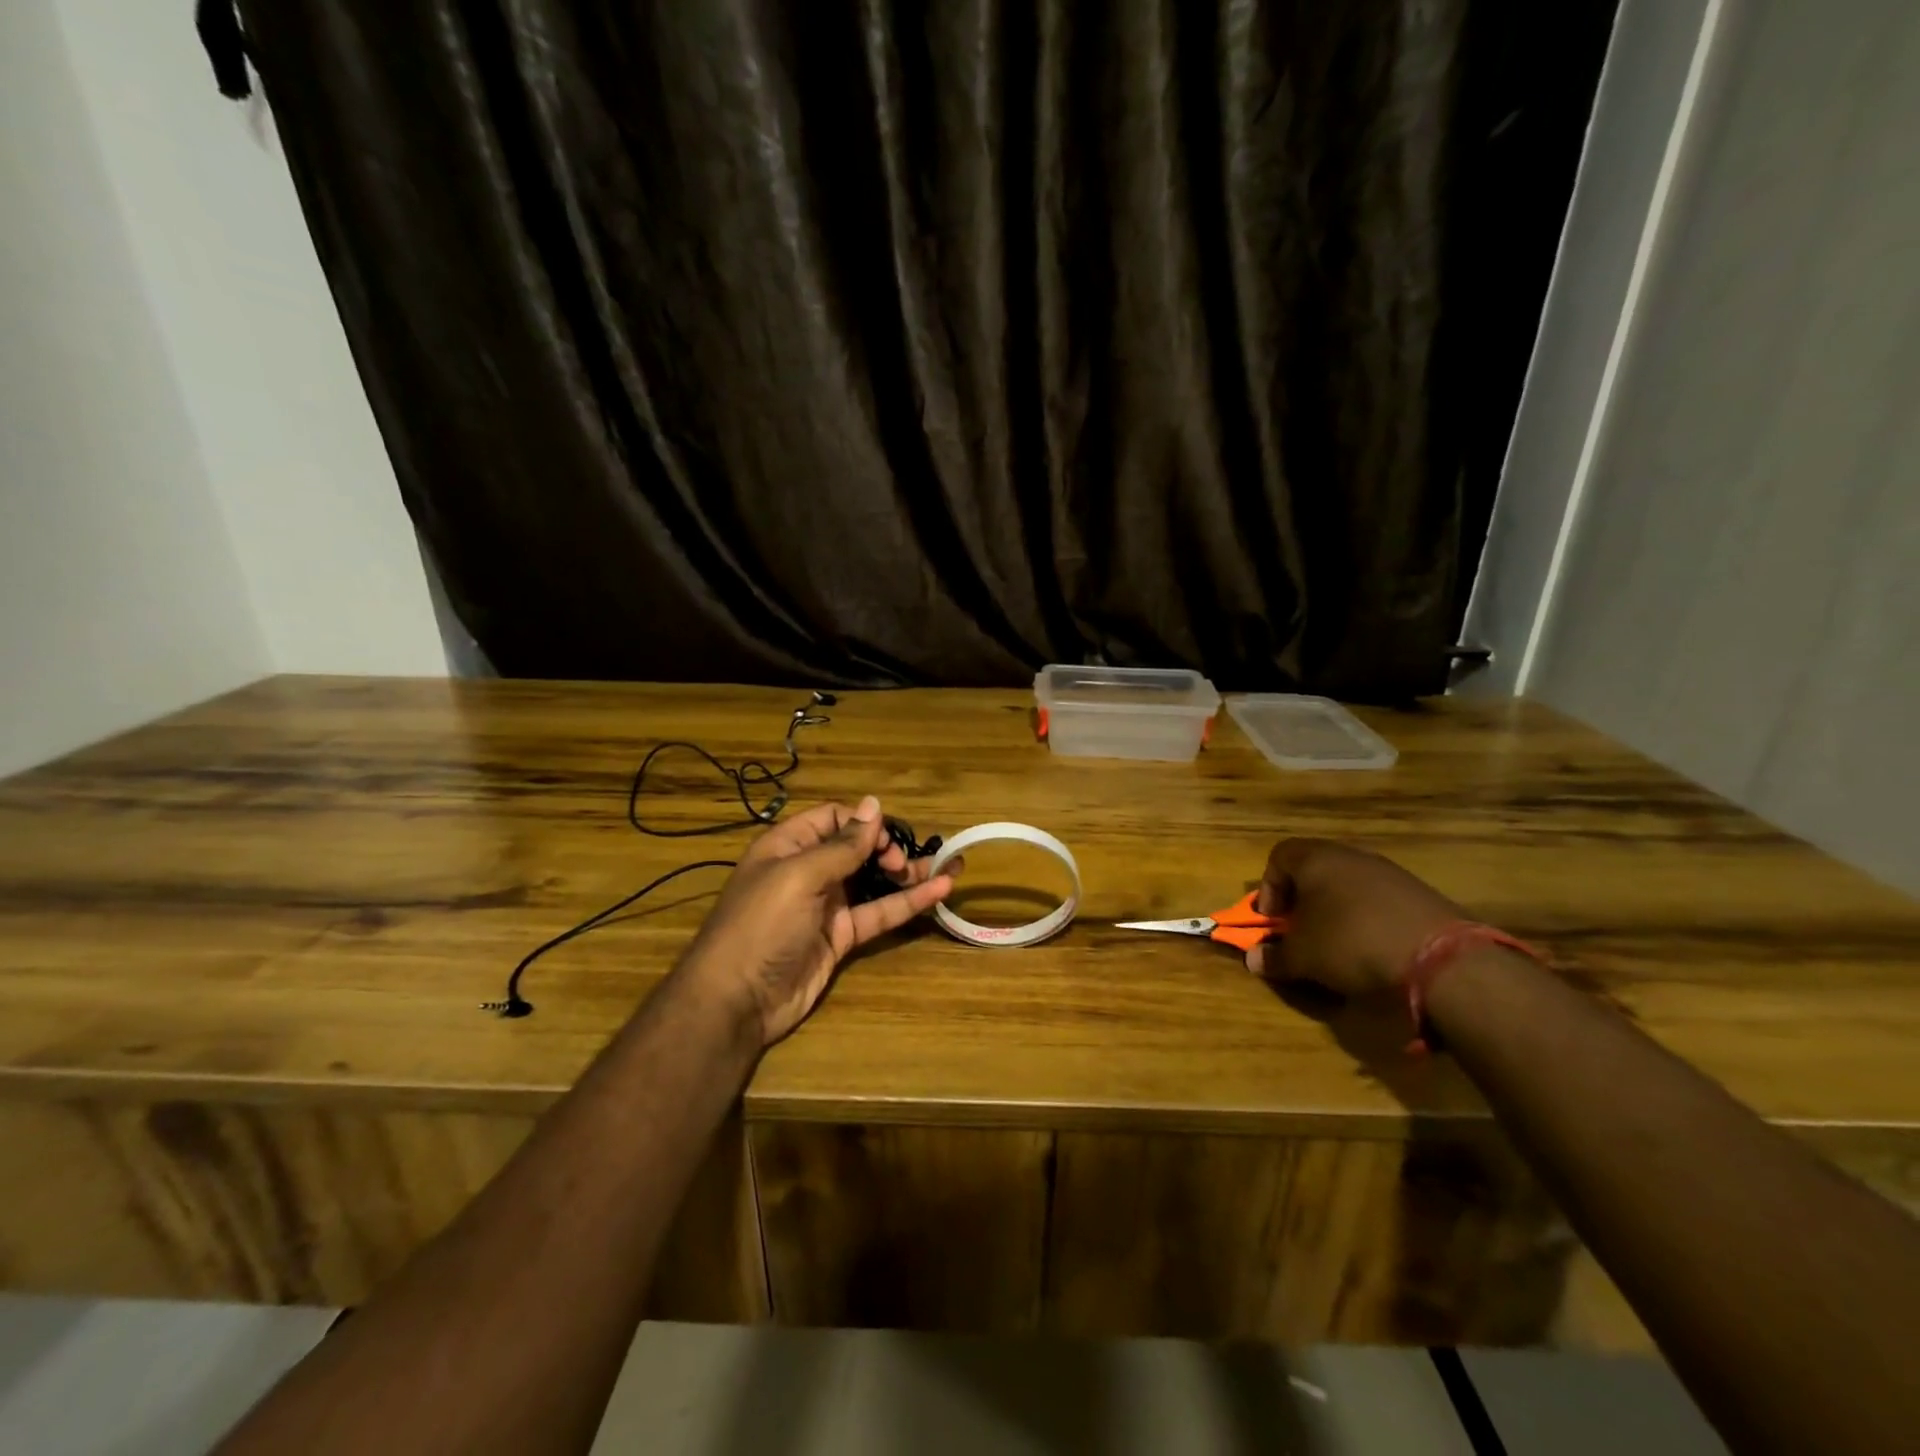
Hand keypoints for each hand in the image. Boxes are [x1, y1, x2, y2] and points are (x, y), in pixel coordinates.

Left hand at [677, 797, 954, 1046]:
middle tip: (902, 863)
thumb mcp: (800, 876)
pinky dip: (908, 902)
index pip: (833, 818)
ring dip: (907, 873)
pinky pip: (879, 913)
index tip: (885, 839)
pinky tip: (940, 891)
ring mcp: (827, 905)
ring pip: (874, 880)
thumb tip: (874, 803)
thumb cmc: (762, 925)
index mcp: (789, 845)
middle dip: (888, 847)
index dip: (863, 823)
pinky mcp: (841, 937)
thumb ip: (842, 844)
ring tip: (948, 866)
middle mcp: (809, 870)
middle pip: (857, 847)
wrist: (737, 1000)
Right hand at [1246, 839, 1462, 996]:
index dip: (1269, 888)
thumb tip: (1254, 960)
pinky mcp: (1420, 894)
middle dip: (1303, 901)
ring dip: (1336, 911)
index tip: (1274, 921)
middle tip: (1301, 932)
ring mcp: (1390, 872)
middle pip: (1315, 869)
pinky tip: (1374, 949)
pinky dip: (1369, 920)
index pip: (1278, 856)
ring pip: (1349, 885)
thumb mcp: (1302, 957)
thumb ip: (1274, 956)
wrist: (1440, 959)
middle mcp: (1352, 855)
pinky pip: (1380, 901)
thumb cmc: (1350, 943)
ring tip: (1338, 945)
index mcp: (1316, 858)